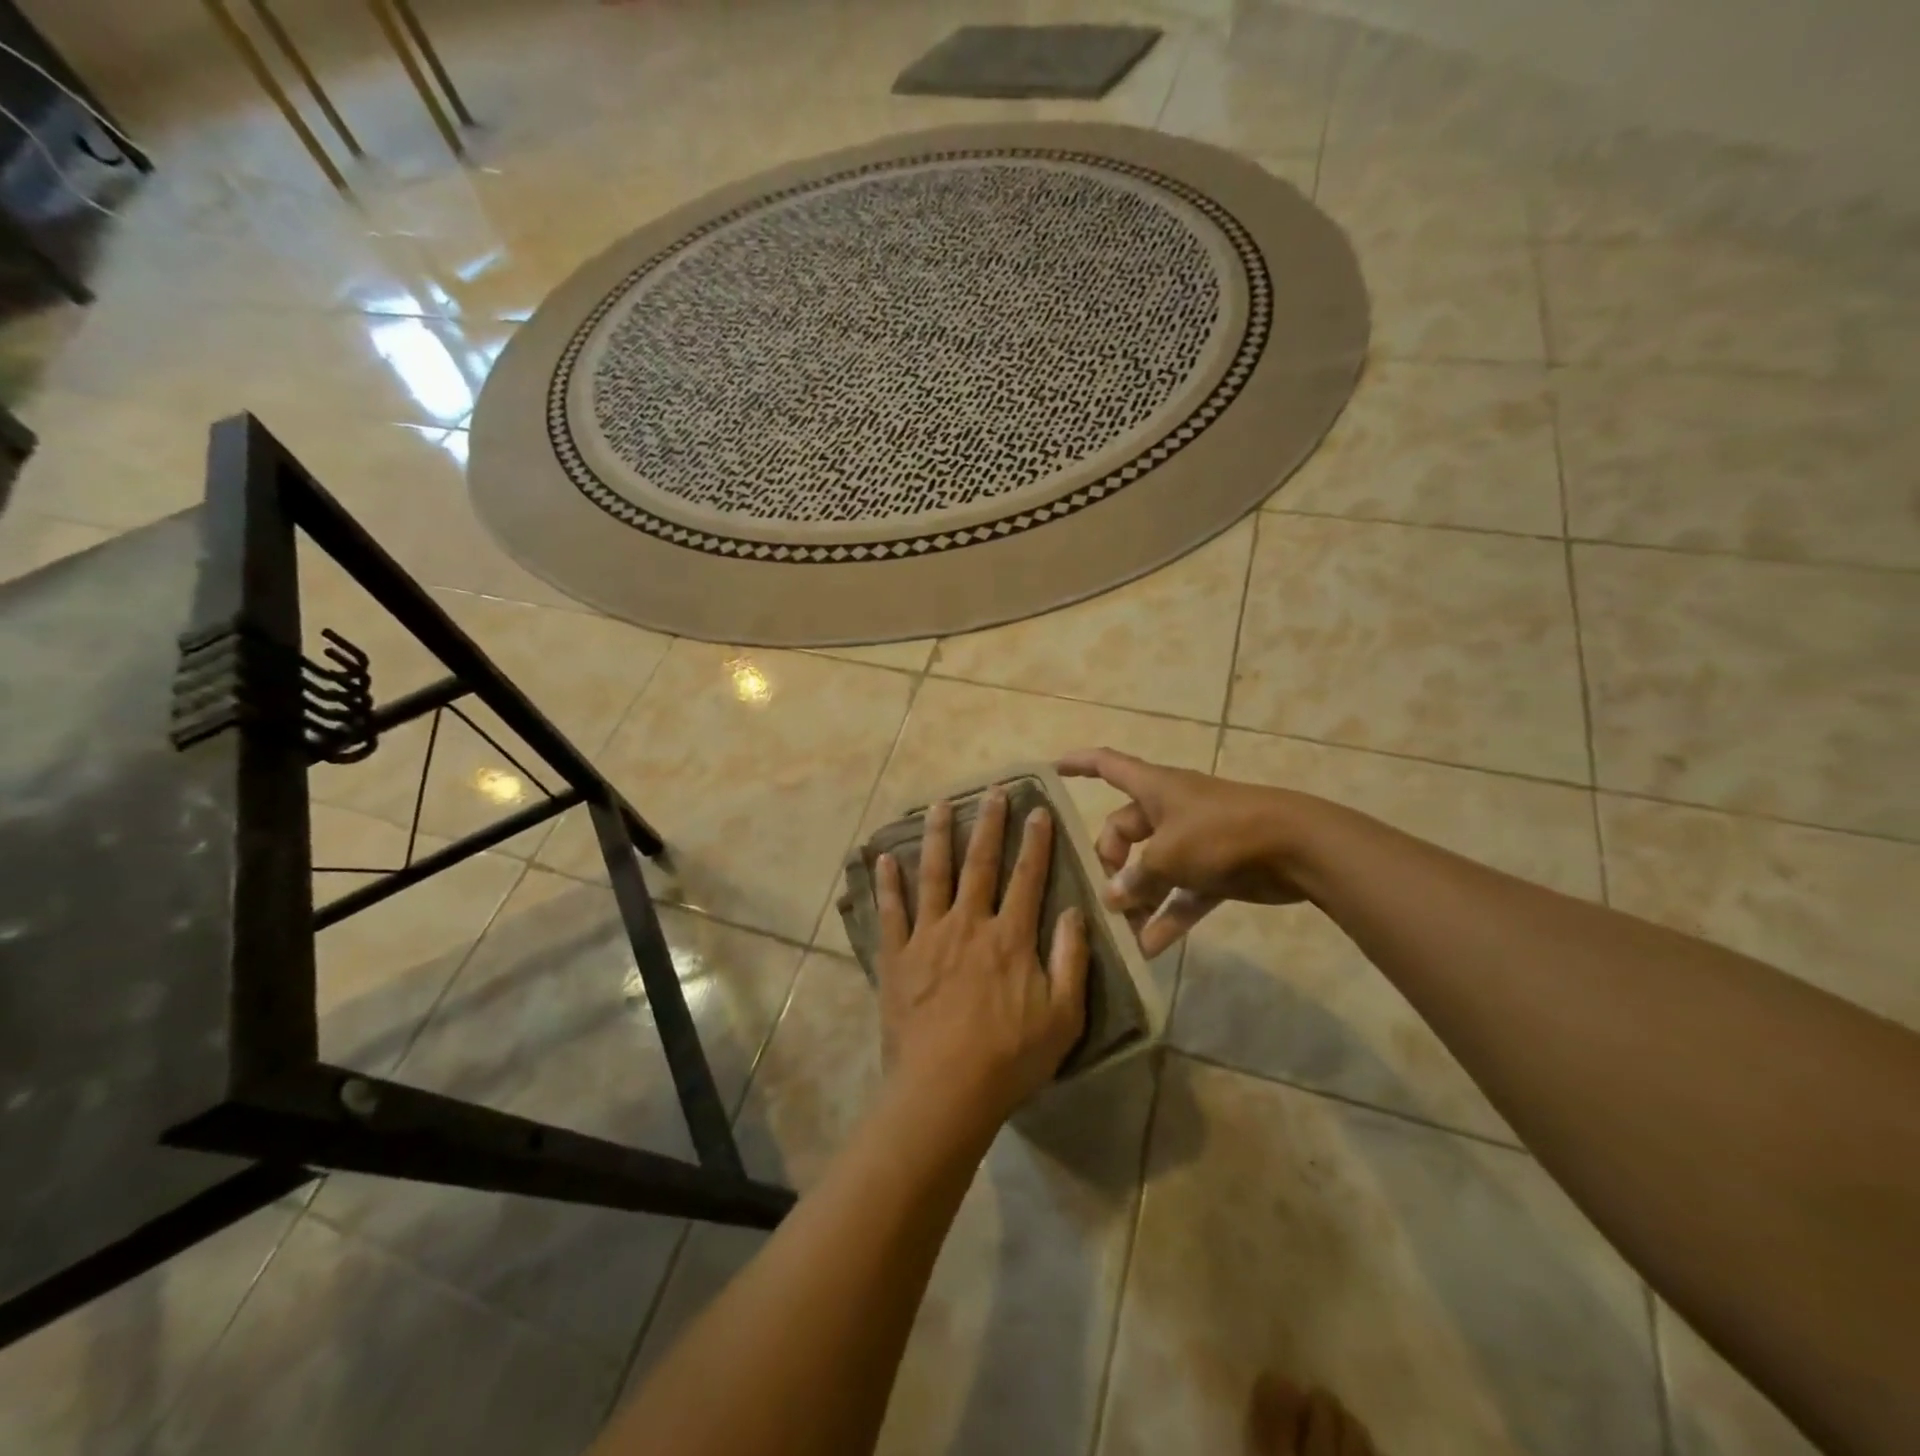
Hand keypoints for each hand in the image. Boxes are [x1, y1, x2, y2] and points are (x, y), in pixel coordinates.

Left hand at [875, 789, 1089, 1132]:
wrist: (945, 1091)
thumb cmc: (1010, 1058)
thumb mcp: (1063, 1016)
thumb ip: (1071, 960)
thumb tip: (1076, 911)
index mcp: (1011, 938)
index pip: (1028, 878)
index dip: (1035, 842)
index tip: (1038, 809)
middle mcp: (969, 924)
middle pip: (980, 864)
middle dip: (989, 824)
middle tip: (992, 791)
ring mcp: (928, 937)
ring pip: (934, 874)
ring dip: (938, 836)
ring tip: (939, 803)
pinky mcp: (897, 956)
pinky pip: (891, 911)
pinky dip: (888, 883)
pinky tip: (883, 857)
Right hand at [1058, 748, 1309, 955]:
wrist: (1297, 847)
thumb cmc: (1222, 834)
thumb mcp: (1168, 855)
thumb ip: (1136, 878)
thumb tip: (1113, 898)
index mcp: (1154, 789)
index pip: (1107, 765)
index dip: (1079, 764)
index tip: (1053, 769)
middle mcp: (1170, 810)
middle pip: (1124, 830)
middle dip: (1111, 863)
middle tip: (1106, 897)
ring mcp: (1194, 840)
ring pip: (1153, 867)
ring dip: (1138, 897)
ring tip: (1122, 932)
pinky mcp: (1216, 870)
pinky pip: (1182, 893)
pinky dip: (1168, 916)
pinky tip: (1151, 948)